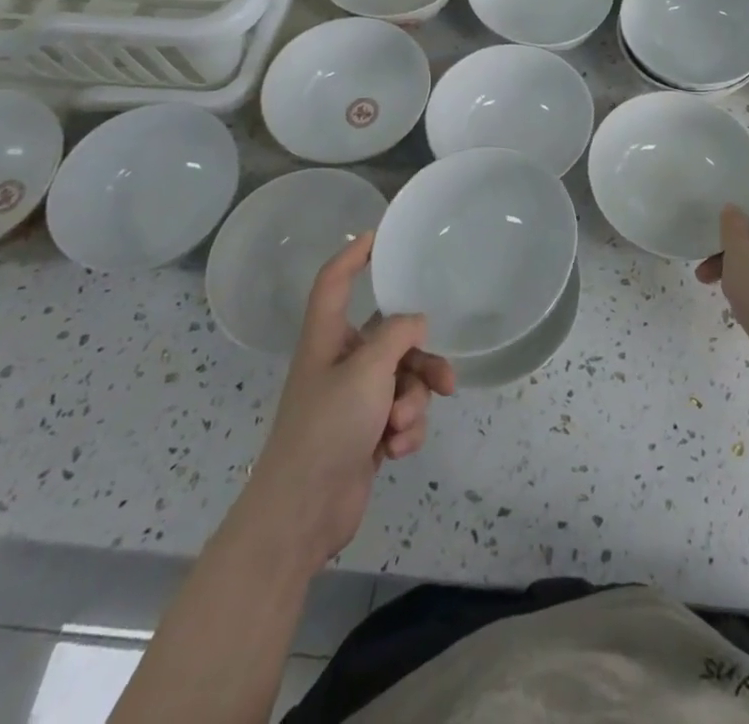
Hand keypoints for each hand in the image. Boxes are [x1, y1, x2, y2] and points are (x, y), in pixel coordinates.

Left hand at [247, 231, 454, 567]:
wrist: (303, 513)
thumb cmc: (328, 427)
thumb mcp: (368, 371)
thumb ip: (397, 336)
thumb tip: (416, 321)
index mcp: (326, 338)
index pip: (334, 282)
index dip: (353, 255)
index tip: (379, 235)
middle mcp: (340, 362)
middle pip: (390, 339)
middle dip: (420, 361)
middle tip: (445, 379)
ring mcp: (353, 400)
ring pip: (403, 380)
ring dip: (413, 402)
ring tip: (404, 427)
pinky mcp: (365, 432)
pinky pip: (400, 414)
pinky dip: (405, 430)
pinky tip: (396, 450)